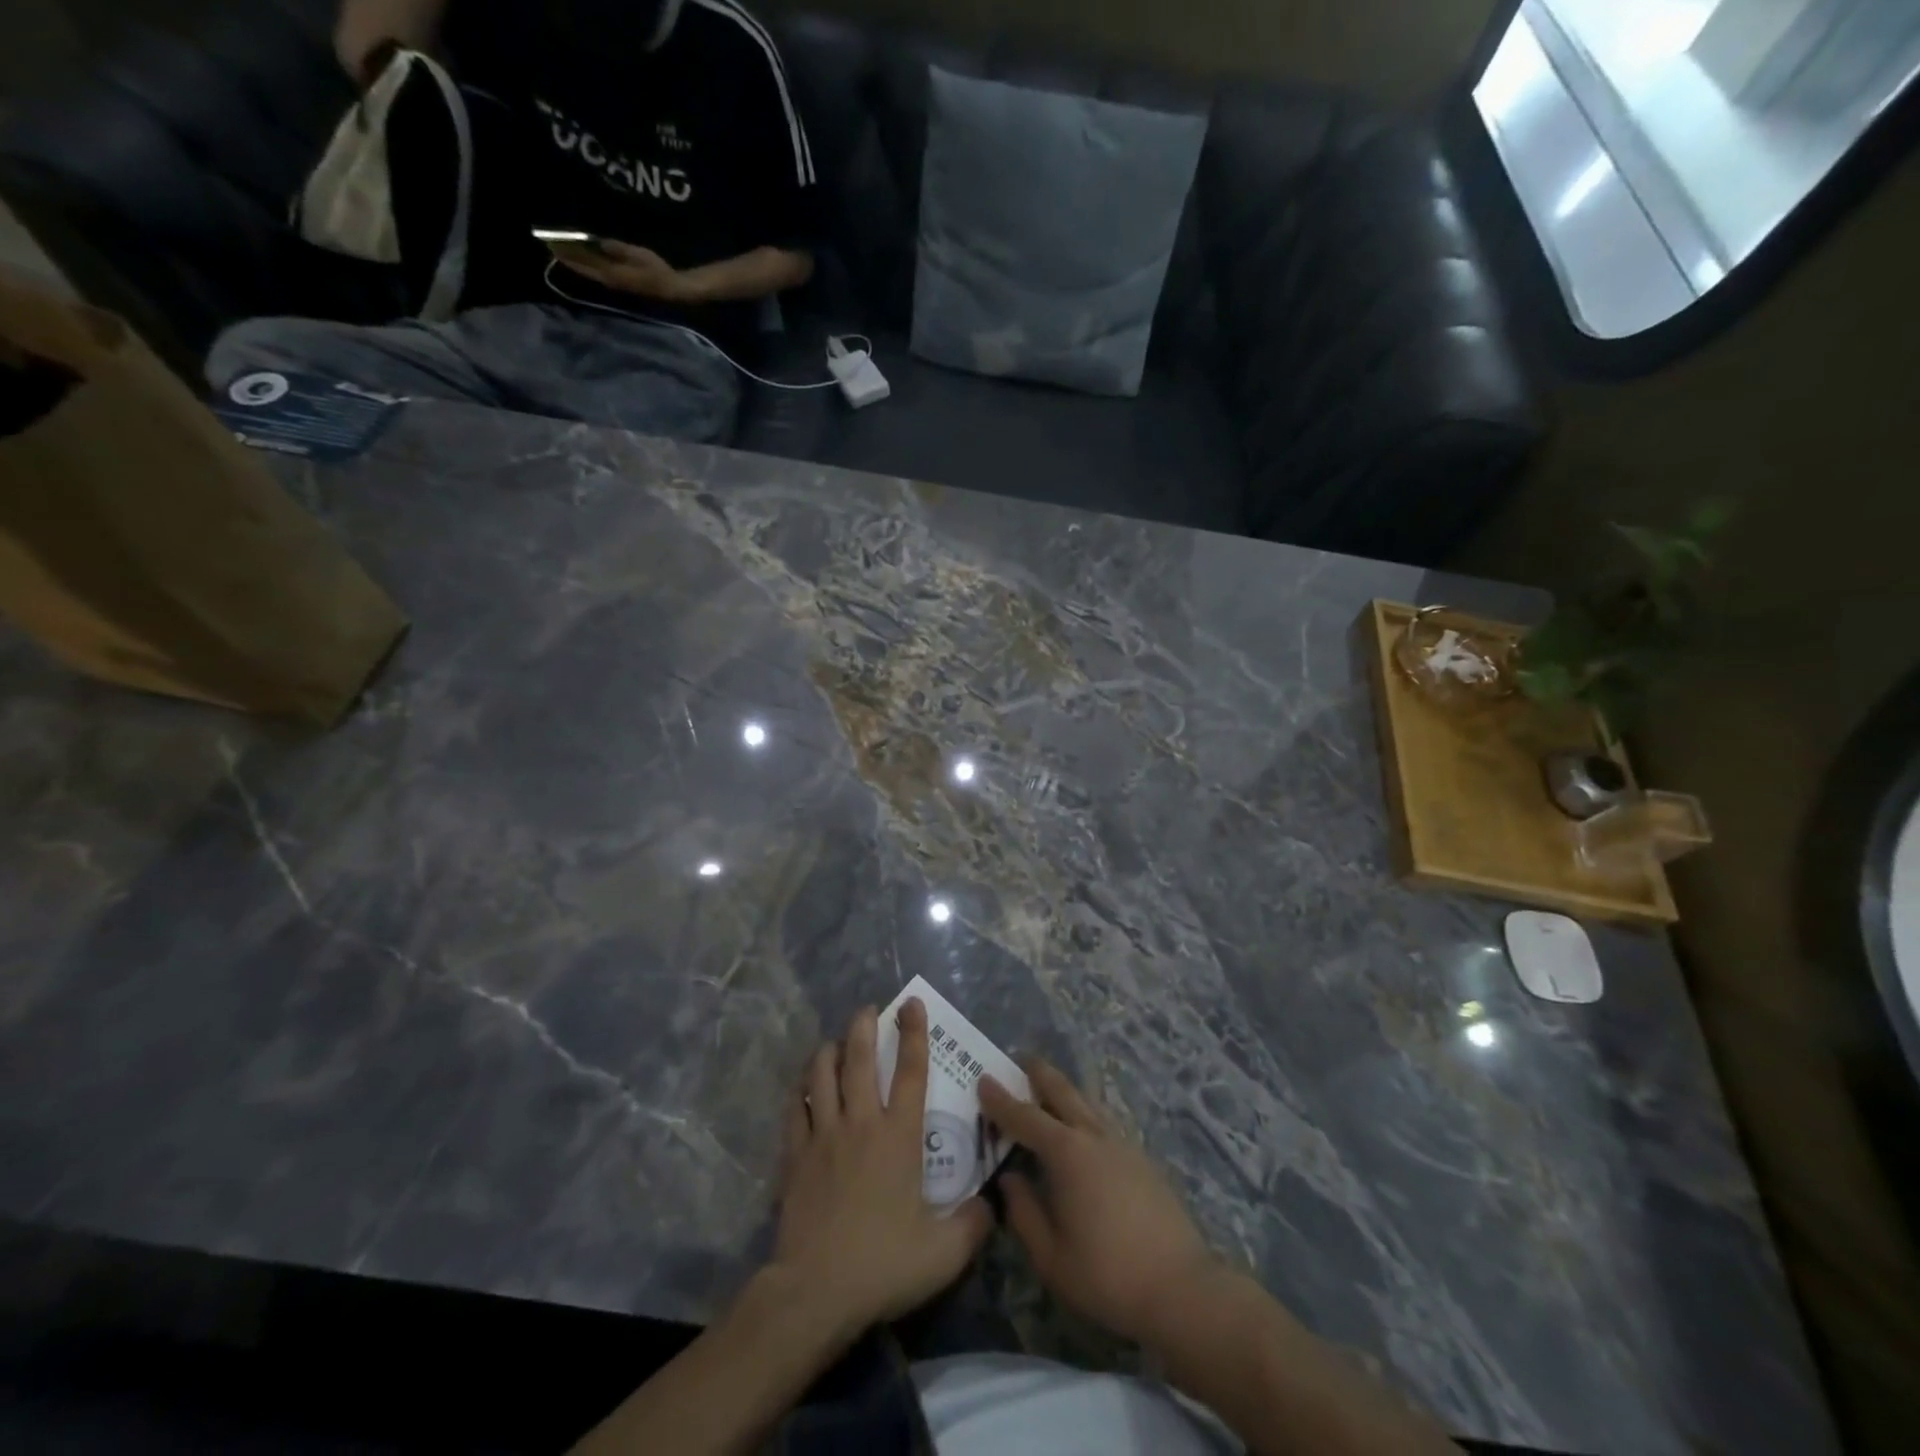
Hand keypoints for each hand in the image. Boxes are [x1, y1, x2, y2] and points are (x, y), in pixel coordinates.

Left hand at [547, 238, 692, 302]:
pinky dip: (588, 266)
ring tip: (562, 253)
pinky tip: (584, 261)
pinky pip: (598, 273)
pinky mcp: (621, 283)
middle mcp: (610, 281)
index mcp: (612, 273)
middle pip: (584, 269)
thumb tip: (598, 242)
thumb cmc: (658, 271)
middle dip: (568, 258)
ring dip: (576, 263)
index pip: (585, 262)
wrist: (673, 290)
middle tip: (551, 247)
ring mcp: (615, 284)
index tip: (552, 244)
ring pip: (590, 272)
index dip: (568, 253)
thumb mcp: (638, 255)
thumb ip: (618, 249)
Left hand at [771, 999, 992, 1338]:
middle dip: (863, 1027)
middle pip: (859, 1060)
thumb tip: (990, 1203)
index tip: (912, 1004)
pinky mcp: (794, 1155)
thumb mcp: (944, 1253)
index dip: (914, 1033)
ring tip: (835, 1042)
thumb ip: (973, 1223)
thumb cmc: (883, 1265)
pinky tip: (803, 1089)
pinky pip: (795, 1109)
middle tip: (867, 1009)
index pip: (911, 1071)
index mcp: (898, 1136)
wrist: (815, 1292)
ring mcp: (823, 1136)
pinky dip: (800, 1092)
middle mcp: (861, 1123)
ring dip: (828, 1051)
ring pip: (821, 1075)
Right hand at [980, 1060, 1221, 1344]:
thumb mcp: (1051, 1256)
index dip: (1001, 1100)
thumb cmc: (1107, 1275)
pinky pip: (1104, 1123)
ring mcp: (1123, 1145)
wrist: (1181, 1288)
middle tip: (1022, 1059)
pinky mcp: (1142, 1160)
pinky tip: (1083, 1129)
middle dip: (1040, 1074)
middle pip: (1063, 1093)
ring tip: (1050, 1088)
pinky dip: (1085, 1114)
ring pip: (1087, 1104)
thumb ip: (1024, 1212)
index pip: (1025, 1118)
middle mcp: (1094, 1137)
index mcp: (1067, 1154)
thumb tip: (1010, 1178)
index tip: (983, 1079)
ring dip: (1065, 1091)